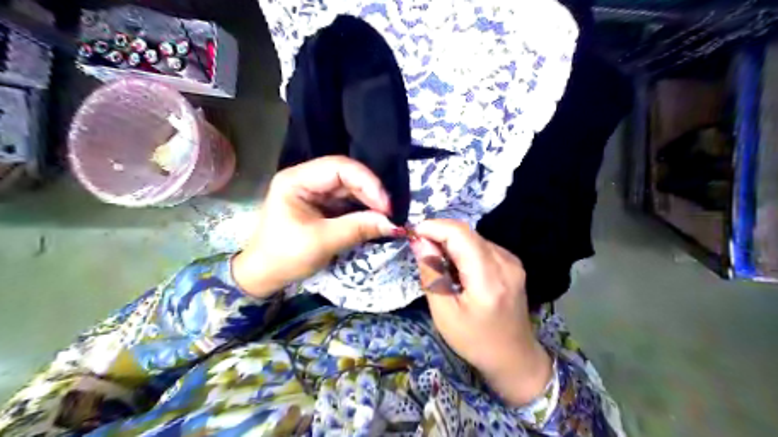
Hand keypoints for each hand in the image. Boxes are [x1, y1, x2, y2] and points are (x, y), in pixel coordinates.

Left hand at [229, 157, 397, 300]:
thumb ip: (357, 228)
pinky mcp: (322, 205)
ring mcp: (315, 192)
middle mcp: (306, 179)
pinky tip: (375, 218)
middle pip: (346, 175)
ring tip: (386, 216)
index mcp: (296, 180)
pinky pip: (348, 201)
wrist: (265, 275)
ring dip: (369, 201)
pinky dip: (363, 209)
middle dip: (370, 192)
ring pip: (350, 188)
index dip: (366, 182)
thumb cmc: (285, 257)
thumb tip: (392, 224)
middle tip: (390, 213)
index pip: (338, 167)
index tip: (386, 205)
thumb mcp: (322, 242)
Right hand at [408, 219, 552, 407]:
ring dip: (450, 242)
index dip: (434, 227)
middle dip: (439, 234)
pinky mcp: (512, 263)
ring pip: (473, 237)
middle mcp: (505, 262)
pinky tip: (456, 269)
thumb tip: (419, 242)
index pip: (460, 234)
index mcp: (488, 278)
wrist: (515, 358)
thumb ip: (432, 274)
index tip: (412, 234)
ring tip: (437, 263)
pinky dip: (463, 250)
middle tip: (420, 250)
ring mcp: (511, 261)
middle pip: (467, 232)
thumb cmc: (475, 341)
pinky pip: (481, 246)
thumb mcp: (445, 313)